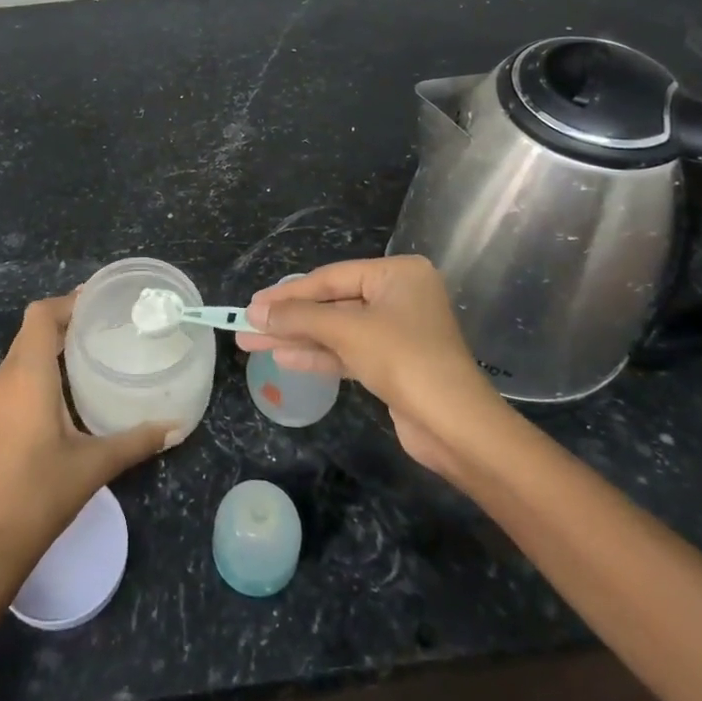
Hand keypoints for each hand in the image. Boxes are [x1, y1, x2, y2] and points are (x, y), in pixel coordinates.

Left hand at [0, 292, 172, 594]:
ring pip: (23, 351)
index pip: (41, 315)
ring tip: (93, 347)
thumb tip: (177, 426)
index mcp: (27, 375)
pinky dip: (42, 365)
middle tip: (107, 322)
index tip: (101, 301)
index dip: (69, 301)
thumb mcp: (95, 465)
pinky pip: (17, 373)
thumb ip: (137, 440)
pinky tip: (69, 387)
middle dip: (66, 319)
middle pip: (32, 329)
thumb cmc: (39, 495)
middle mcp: (5, 377)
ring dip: (53, 342)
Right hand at [240, 256, 509, 478]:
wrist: (456, 426)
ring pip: (336, 330)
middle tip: (245, 325)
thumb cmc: (404, 359)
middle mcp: (399, 296)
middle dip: (289, 317)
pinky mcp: (393, 364)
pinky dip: (317, 355)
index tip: (252, 304)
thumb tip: (254, 313)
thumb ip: (299, 317)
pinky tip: (282, 357)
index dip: (288, 292)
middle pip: (332, 303)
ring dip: (296, 337)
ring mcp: (397, 331)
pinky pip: (347, 351)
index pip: (331, 277)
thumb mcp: (347, 330)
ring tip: (251, 343)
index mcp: (398, 274)